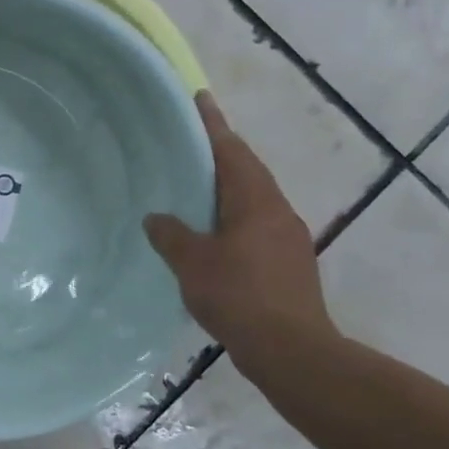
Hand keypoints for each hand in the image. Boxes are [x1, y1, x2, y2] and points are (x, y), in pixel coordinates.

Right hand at [143, 92, 334, 363]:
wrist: (292, 351)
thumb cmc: (239, 295)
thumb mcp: (192, 262)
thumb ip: (170, 234)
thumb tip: (156, 218)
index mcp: (254, 200)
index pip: (231, 150)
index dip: (213, 123)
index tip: (200, 97)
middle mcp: (276, 210)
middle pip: (247, 169)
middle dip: (222, 152)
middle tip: (192, 141)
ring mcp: (288, 237)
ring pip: (254, 198)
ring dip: (228, 186)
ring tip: (198, 186)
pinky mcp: (290, 262)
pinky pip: (257, 223)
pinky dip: (234, 216)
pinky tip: (215, 234)